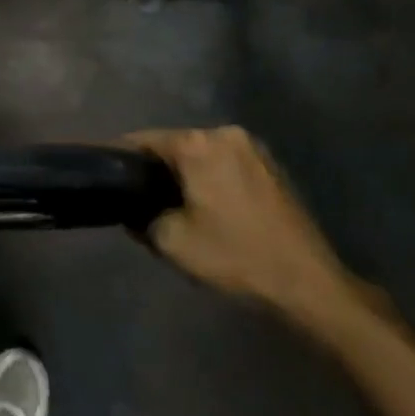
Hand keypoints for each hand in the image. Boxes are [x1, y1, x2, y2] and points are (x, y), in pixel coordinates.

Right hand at [127, 127, 363, 338]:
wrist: (306, 282)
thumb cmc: (234, 256)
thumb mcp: (172, 242)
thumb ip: (141, 218)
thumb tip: (132, 210)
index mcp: (198, 144)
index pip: (144, 139)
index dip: (121, 158)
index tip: (108, 177)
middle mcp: (225, 133)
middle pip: (175, 144)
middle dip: (156, 168)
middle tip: (140, 199)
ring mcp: (253, 148)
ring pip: (202, 154)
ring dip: (186, 174)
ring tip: (173, 205)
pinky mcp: (271, 166)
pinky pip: (226, 164)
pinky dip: (211, 178)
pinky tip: (208, 207)